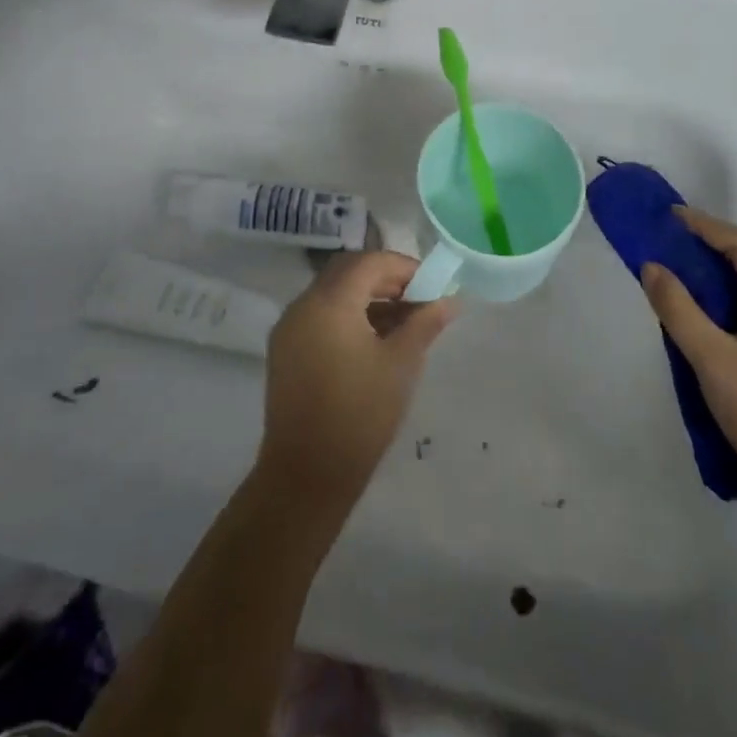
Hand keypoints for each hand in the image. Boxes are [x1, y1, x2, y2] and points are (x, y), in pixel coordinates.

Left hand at [258, 251, 459, 512]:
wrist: (306, 474)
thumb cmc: (360, 414)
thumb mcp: (400, 364)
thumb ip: (424, 323)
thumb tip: (451, 299)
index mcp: (329, 301)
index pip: (370, 262)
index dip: (404, 267)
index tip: (432, 286)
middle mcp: (303, 304)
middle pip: (348, 271)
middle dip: (385, 278)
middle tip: (418, 299)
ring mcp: (289, 327)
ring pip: (332, 293)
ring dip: (366, 297)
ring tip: (402, 322)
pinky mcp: (285, 349)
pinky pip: (319, 315)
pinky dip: (346, 315)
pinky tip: (373, 340)